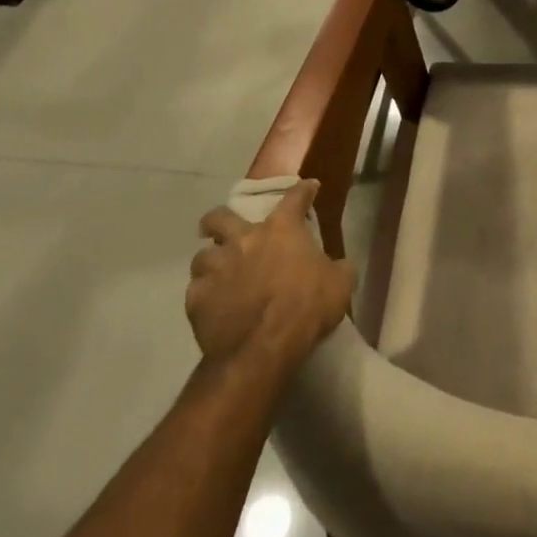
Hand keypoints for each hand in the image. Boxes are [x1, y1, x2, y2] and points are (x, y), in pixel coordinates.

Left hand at [186, 181, 353, 376]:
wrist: (263, 349)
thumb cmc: (307, 307)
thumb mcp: (340, 283)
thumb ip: (338, 268)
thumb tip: (339, 266)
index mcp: (282, 229)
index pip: (295, 197)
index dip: (303, 190)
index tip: (309, 187)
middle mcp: (244, 240)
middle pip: (219, 217)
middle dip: (218, 220)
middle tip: (224, 229)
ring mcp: (217, 268)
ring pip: (202, 256)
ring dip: (211, 262)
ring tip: (218, 274)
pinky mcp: (197, 300)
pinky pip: (196, 290)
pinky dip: (204, 294)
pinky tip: (212, 304)